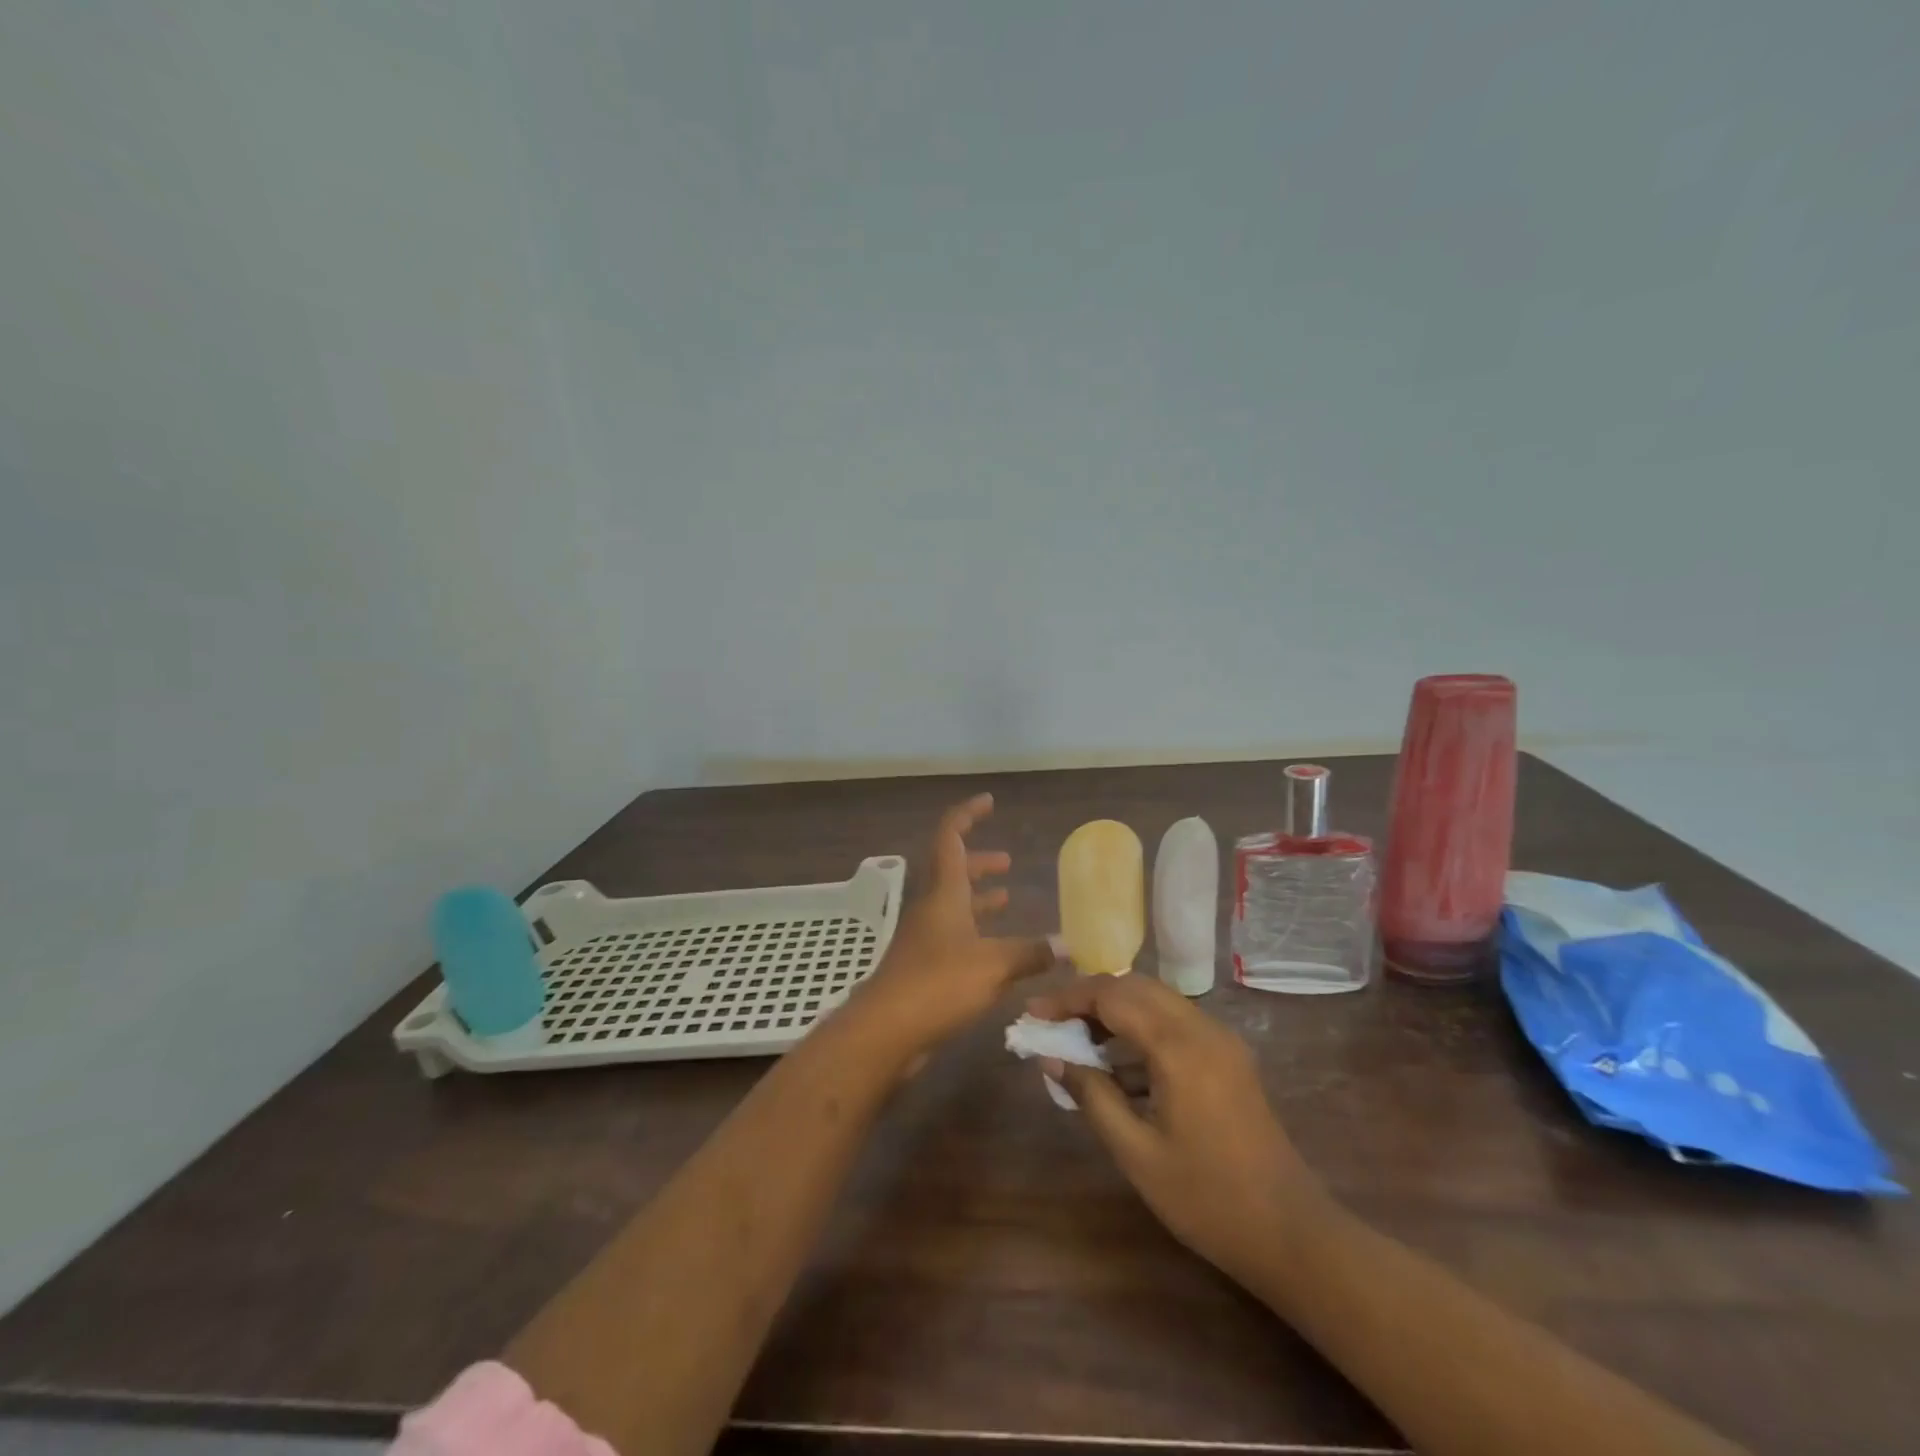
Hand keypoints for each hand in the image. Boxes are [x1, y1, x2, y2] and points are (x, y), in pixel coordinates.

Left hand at [847, 794, 1053, 1060]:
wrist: (885, 1031)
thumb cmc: (938, 984)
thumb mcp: (994, 965)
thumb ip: (1031, 953)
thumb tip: (1070, 945)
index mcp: (944, 893)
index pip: (950, 837)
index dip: (968, 814)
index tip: (989, 801)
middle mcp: (931, 908)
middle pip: (952, 871)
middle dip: (979, 862)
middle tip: (1007, 861)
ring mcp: (924, 939)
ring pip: (953, 906)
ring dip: (978, 898)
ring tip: (1006, 899)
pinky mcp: (923, 968)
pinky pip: (953, 937)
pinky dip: (976, 934)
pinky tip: (997, 952)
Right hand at [1025, 974, 1327, 1285]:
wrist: (1291, 1234)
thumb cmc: (1207, 1198)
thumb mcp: (1137, 1153)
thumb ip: (1092, 1096)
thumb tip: (1052, 1057)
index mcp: (1179, 1047)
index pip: (1113, 996)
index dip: (1068, 999)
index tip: (1034, 1014)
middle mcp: (1202, 1029)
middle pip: (1136, 987)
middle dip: (1091, 997)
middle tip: (1054, 1023)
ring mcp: (1221, 1041)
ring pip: (1157, 1001)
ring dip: (1116, 1011)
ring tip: (1079, 1042)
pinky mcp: (1229, 1058)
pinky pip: (1175, 1025)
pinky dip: (1141, 1031)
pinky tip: (1119, 1069)